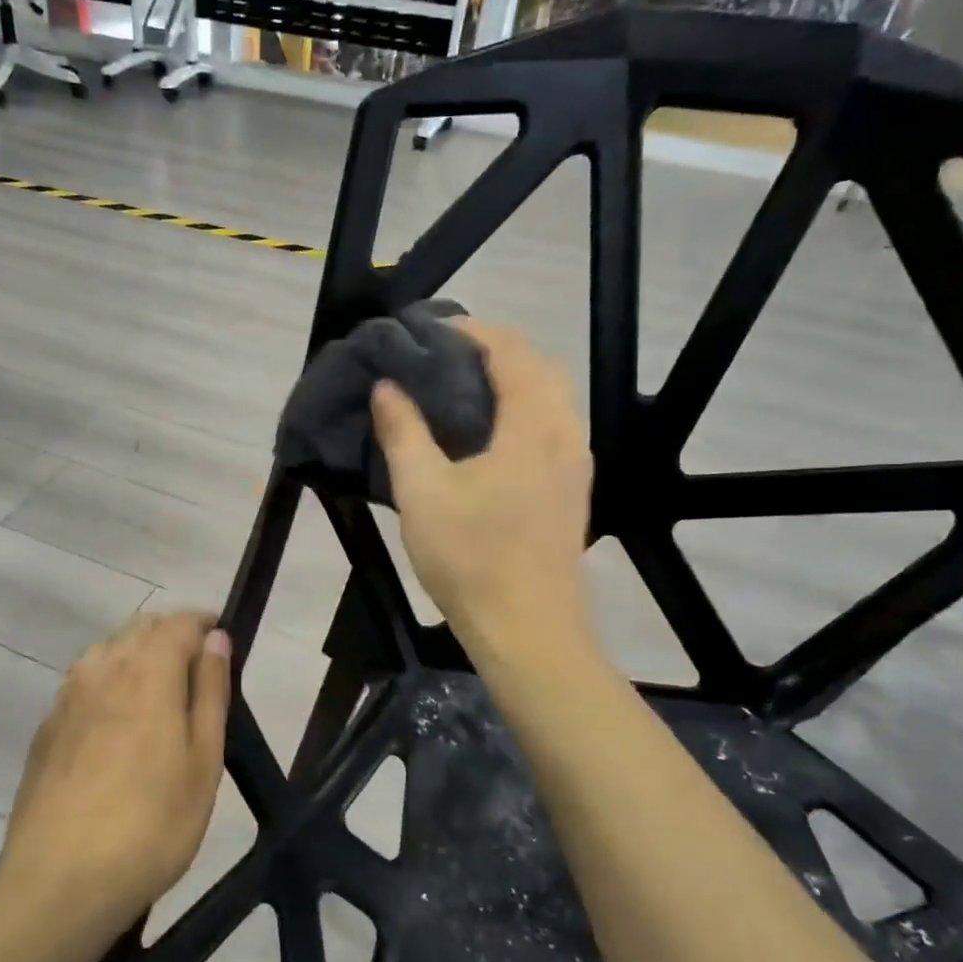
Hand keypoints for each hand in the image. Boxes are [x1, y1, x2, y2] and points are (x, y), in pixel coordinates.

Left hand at [0, 612, 231, 927]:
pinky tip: (115, 724)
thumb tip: (216, 638)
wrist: (59, 883)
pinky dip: (107, 683)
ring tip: (157, 692)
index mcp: (147, 672)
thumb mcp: (203, 760)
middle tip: (196, 669)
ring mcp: (67, 698)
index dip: (203, 623)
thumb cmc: (153, 824)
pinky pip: (82, 683)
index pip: (178, 622)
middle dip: (171, 634)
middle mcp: (102, 670)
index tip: (222, 638)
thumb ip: (210, 690)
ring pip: (106, 651)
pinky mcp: (46, 729)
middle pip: (139, 628)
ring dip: (136, 654)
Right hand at [371, 320, 591, 650]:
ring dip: (512, 382)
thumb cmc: (471, 558)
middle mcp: (565, 434)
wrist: (528, 631)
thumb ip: (403, 432)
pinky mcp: (572, 492)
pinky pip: (554, 428)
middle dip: (495, 351)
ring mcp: (575, 465)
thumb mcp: (422, 492)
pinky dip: (523, 413)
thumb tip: (387, 387)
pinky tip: (488, 441)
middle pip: (540, 366)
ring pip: (552, 399)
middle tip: (444, 361)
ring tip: (461, 395)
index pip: (510, 350)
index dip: (471, 330)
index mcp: (532, 425)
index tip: (429, 333)